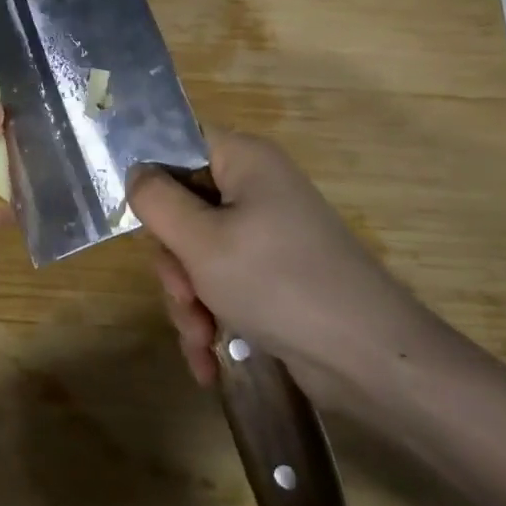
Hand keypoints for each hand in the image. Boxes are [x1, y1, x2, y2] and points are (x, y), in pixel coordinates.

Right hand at [127, 128, 441, 404]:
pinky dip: (212, 318)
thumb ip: (156, 201)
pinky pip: (224, 282)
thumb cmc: (279, 284)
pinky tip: (209, 361)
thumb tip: (136, 173)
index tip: (139, 220)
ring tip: (200, 341)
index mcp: (243, 160)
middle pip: (183, 207)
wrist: (370, 360)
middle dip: (174, 263)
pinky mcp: (274, 275)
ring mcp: (267, 234)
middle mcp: (255, 188)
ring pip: (198, 253)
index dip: (151, 178)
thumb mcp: (201, 241)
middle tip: (183, 297)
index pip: (178, 144)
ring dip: (189, 300)